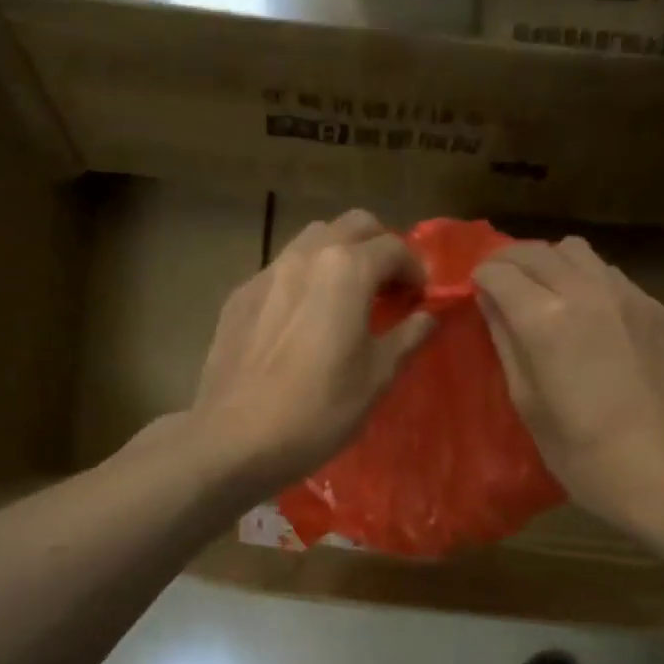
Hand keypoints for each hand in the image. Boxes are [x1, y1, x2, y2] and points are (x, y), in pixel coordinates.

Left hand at [192, 209, 432, 494]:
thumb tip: (428, 316)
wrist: (235, 438)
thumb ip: (407, 337)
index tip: (421, 298)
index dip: (416, 269)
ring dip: (339, 256)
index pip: (394, 247)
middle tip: (388, 288)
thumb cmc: (318, 411)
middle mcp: (305, 257)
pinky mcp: (239, 297)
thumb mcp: (376, 378)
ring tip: (346, 298)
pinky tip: (303, 320)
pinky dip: (304, 279)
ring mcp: (266, 273)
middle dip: (379, 247)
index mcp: (346, 270)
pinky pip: (281, 271)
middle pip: (352, 225)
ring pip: (312, 240)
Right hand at [474, 236, 663, 534]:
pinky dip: (585, 279)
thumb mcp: (527, 403)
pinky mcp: (654, 308)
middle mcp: (584, 291)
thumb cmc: (582, 453)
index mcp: (544, 320)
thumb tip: (491, 304)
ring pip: (576, 251)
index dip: (480, 279)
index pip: (499, 272)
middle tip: (498, 286)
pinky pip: (609, 274)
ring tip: (542, 293)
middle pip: (536, 251)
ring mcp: (626, 295)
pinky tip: (585, 313)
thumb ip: (506, 343)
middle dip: (508, 262)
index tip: (475, 293)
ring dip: (549, 263)